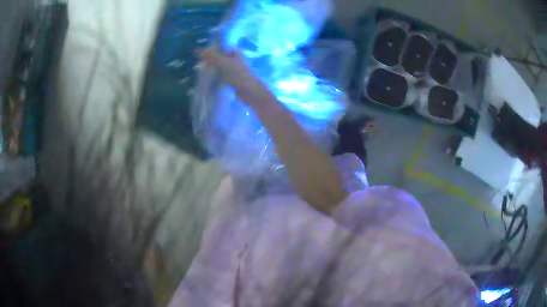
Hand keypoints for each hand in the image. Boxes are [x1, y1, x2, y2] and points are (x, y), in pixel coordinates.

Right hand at [197, 46, 272, 105]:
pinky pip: (220, 74)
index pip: (219, 47)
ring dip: (211, 67)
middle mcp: (234, 58)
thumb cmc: (238, 74)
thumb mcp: (223, 63)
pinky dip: (214, 75)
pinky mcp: (232, 79)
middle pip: (219, 56)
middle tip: (198, 63)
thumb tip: (196, 50)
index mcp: (234, 52)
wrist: (249, 92)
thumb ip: (211, 56)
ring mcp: (233, 69)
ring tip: (200, 70)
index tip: (198, 53)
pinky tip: (207, 77)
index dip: (209, 49)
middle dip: (209, 59)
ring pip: (219, 65)